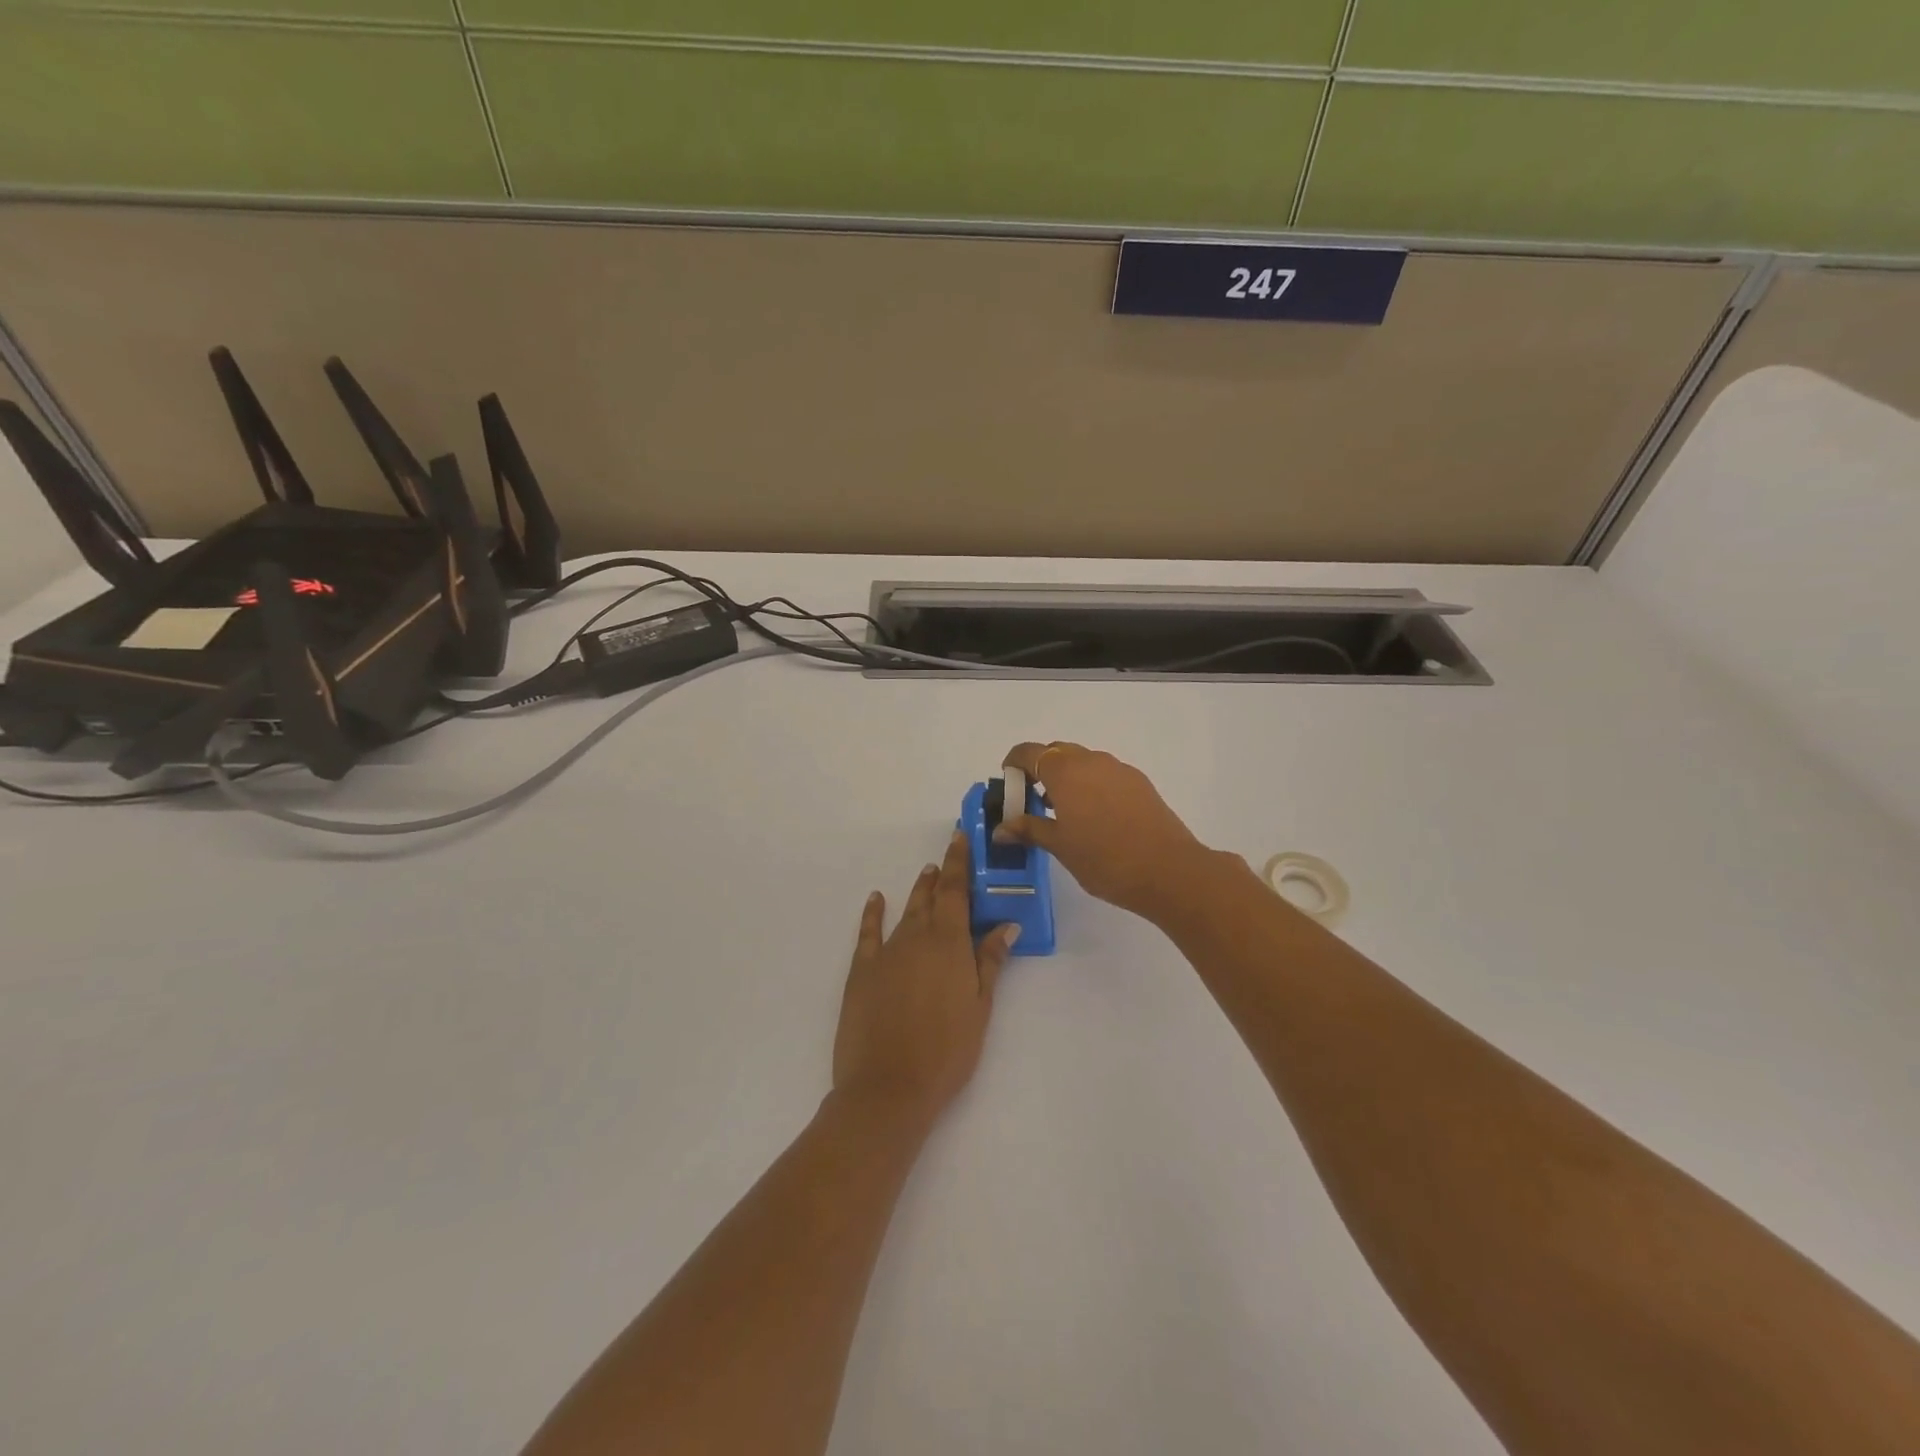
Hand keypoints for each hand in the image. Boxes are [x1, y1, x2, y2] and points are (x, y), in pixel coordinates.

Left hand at [832, 830, 1019, 1127]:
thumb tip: (1006, 925)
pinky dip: (873, 913)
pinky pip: (868, 932)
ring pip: (905, 911)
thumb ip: (990, 962)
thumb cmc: (947, 1051)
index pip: (955, 890)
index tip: (960, 838)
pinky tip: (877, 899)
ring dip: (917, 891)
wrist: (889, 1086)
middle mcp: (916, 937)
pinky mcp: (861, 971)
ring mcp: (886, 953)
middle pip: (930, 897)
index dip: (958, 862)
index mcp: (949, 943)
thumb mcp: (979, 1007)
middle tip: (946, 859)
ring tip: (926, 875)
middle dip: (940, 875)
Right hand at [996, 742, 1217, 921]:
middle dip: (1040, 771)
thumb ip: (1029, 830)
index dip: (1014, 764)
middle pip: (1056, 752)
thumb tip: (1000, 829)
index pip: (1029, 752)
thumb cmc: (1105, 859)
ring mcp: (1119, 769)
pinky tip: (1096, 818)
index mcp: (1065, 772)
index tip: (1009, 786)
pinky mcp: (1140, 782)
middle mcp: (1091, 761)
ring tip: (1065, 814)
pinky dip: (1091, 786)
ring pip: (1083, 762)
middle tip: (1034, 803)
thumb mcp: (1060, 847)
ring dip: (1068, 778)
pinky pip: (1105, 774)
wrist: (1169, 870)